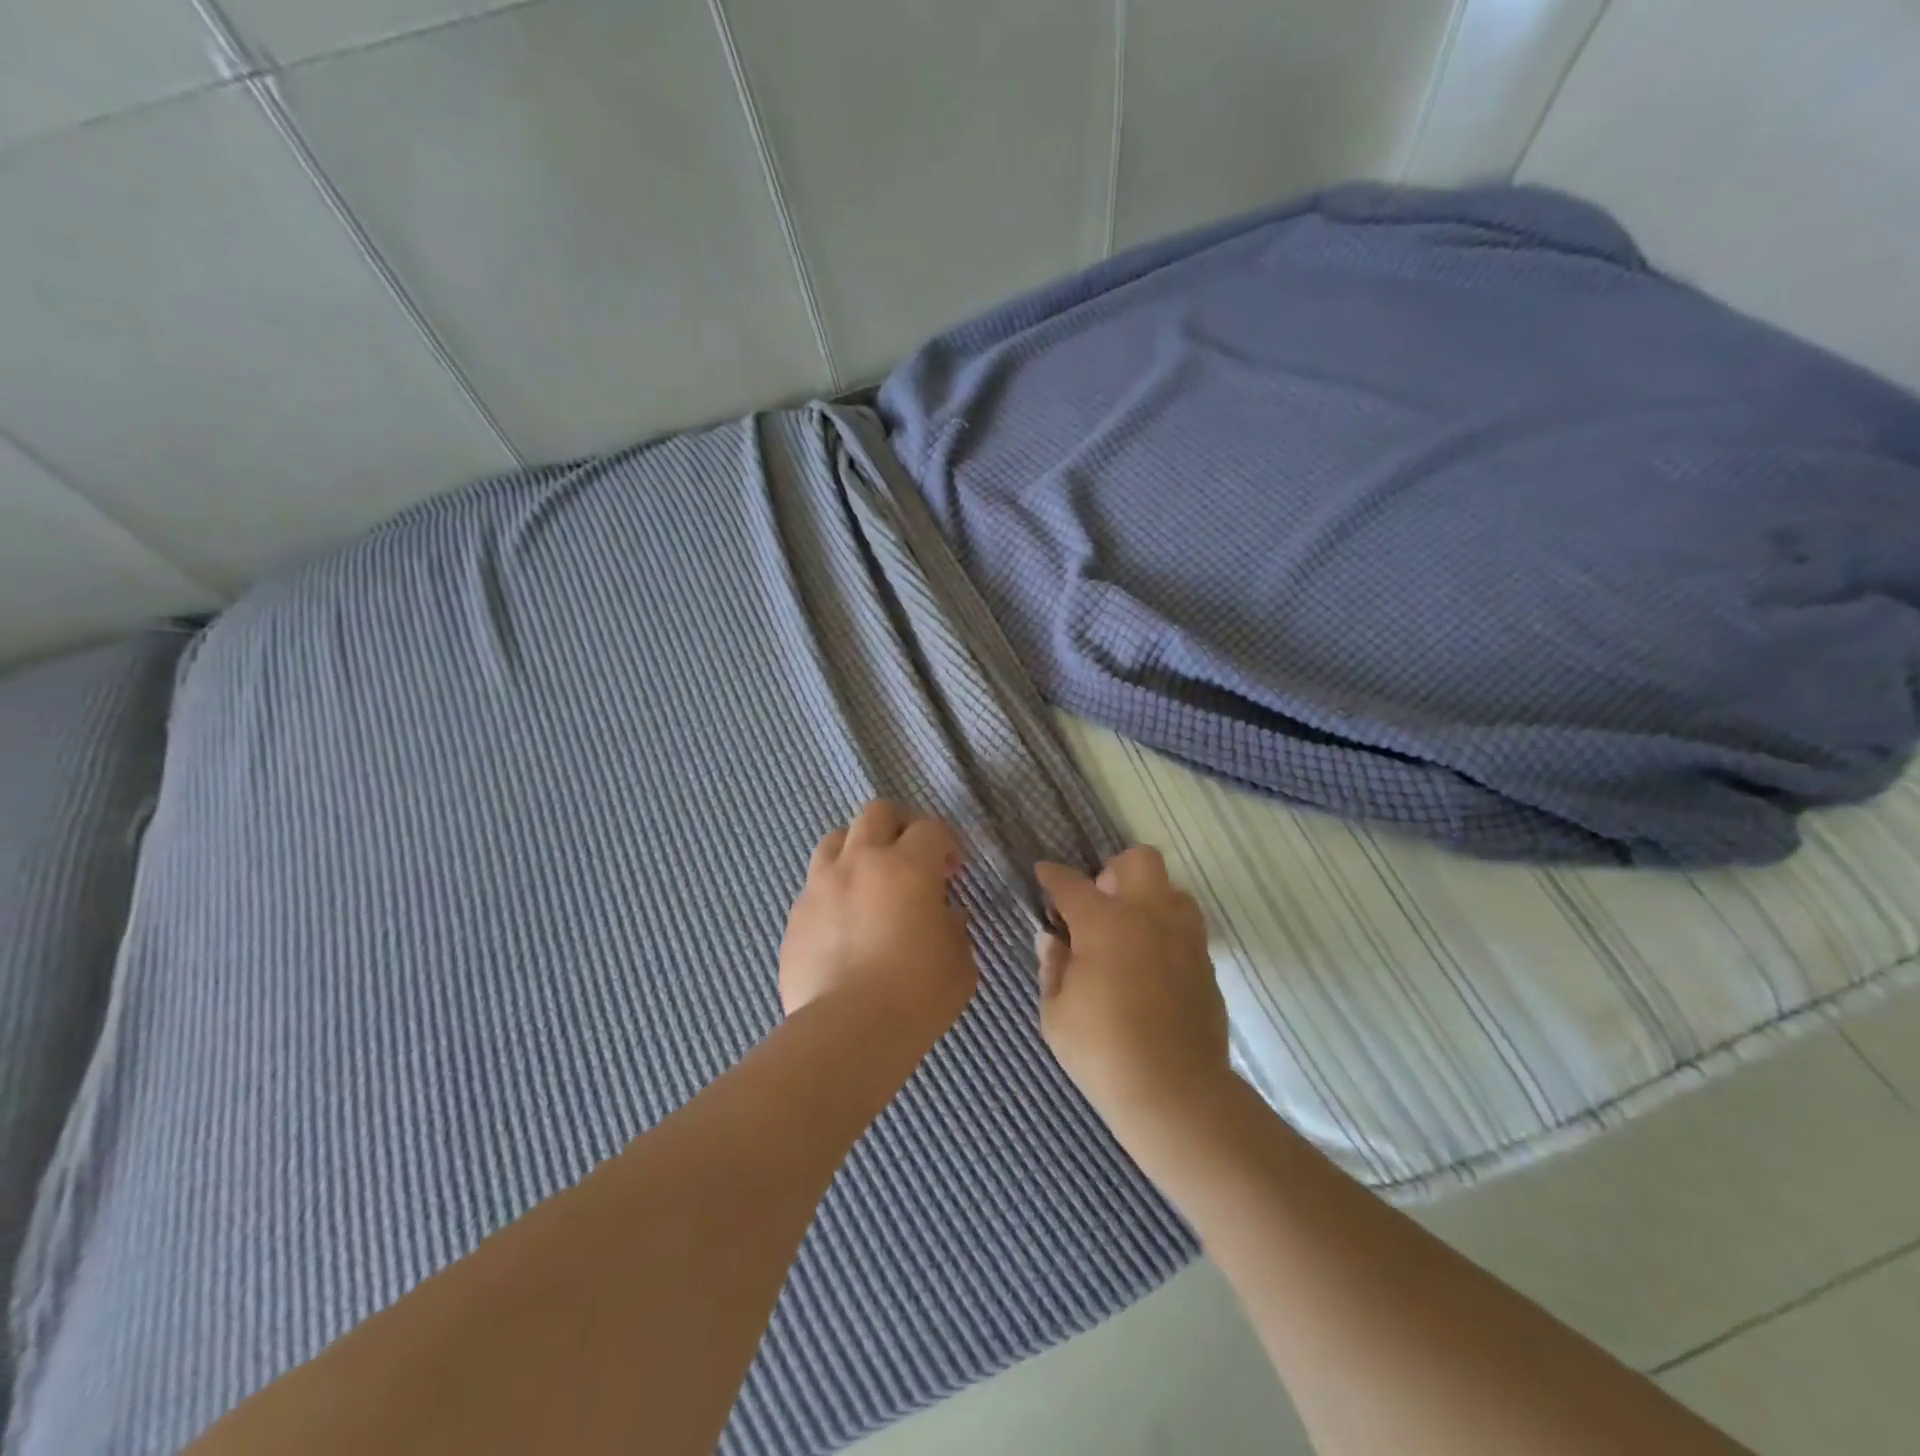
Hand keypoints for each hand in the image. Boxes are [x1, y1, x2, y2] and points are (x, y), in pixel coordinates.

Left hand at [780, 802, 977, 1040]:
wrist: (849, 1030)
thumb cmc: (918, 994)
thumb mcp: (959, 962)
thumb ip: (954, 928)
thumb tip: (943, 916)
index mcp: (907, 866)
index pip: (929, 828)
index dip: (945, 844)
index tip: (951, 873)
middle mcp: (861, 862)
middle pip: (876, 813)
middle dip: (898, 826)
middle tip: (910, 857)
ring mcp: (821, 885)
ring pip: (835, 839)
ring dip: (857, 850)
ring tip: (868, 882)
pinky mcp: (795, 915)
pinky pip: (814, 885)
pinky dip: (832, 892)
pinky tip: (843, 924)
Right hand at [1035, 847, 1230, 1130]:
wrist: (1175, 1093)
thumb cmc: (1102, 1051)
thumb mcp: (1056, 1013)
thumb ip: (1053, 967)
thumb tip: (1052, 939)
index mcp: (1103, 922)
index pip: (1071, 883)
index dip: (1052, 875)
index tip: (1043, 874)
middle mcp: (1148, 915)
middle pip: (1139, 860)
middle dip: (1114, 871)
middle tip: (1098, 905)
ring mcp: (1184, 937)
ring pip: (1173, 890)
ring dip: (1149, 900)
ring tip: (1130, 933)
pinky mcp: (1206, 963)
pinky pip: (1187, 928)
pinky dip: (1167, 933)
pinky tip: (1151, 966)